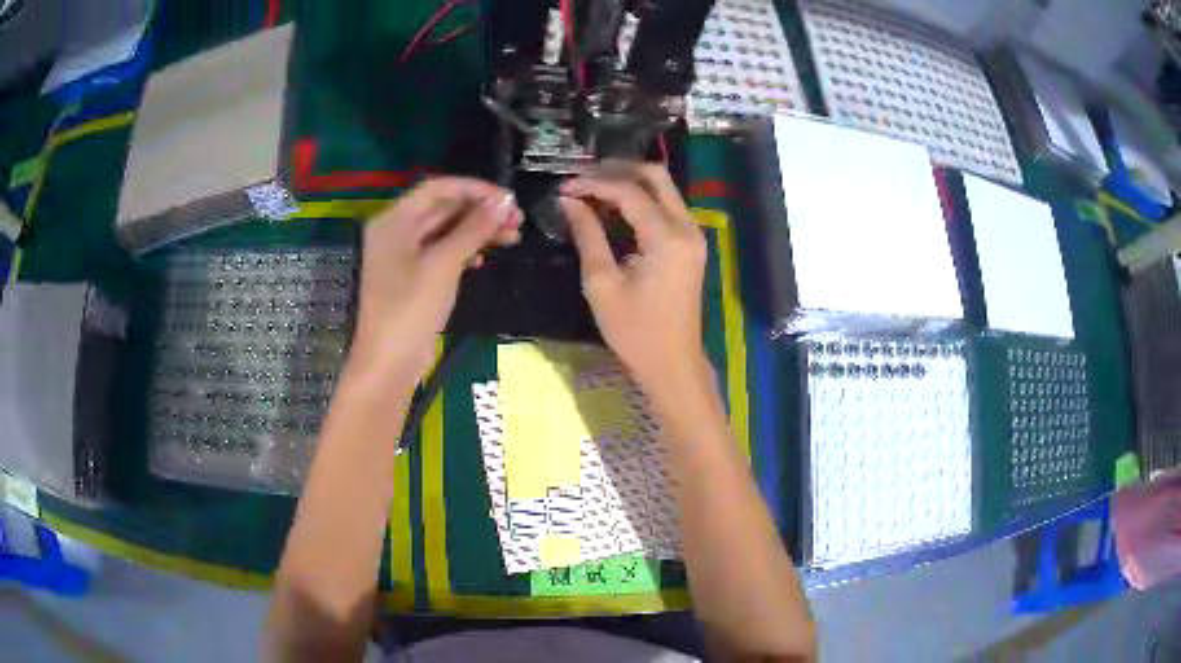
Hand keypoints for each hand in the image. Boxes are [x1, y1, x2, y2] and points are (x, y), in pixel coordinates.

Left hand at [354, 177, 522, 375]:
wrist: (389, 363)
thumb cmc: (410, 308)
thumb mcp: (444, 264)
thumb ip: (474, 228)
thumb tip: (505, 201)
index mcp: (395, 220)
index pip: (439, 188)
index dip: (475, 189)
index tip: (508, 199)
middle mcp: (397, 231)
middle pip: (443, 208)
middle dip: (480, 211)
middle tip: (518, 220)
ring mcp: (403, 256)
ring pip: (445, 231)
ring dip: (477, 231)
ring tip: (512, 238)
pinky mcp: (413, 278)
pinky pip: (442, 253)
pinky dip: (464, 251)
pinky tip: (484, 260)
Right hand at [559, 162, 708, 388]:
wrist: (673, 363)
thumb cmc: (635, 331)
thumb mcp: (602, 284)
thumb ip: (588, 236)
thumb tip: (569, 202)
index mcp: (667, 238)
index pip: (629, 192)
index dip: (594, 183)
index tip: (564, 187)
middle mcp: (687, 228)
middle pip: (656, 176)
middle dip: (618, 169)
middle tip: (583, 177)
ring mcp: (694, 236)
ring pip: (664, 189)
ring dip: (630, 182)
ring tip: (593, 188)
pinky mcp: (691, 245)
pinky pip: (668, 207)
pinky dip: (642, 200)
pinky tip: (615, 208)